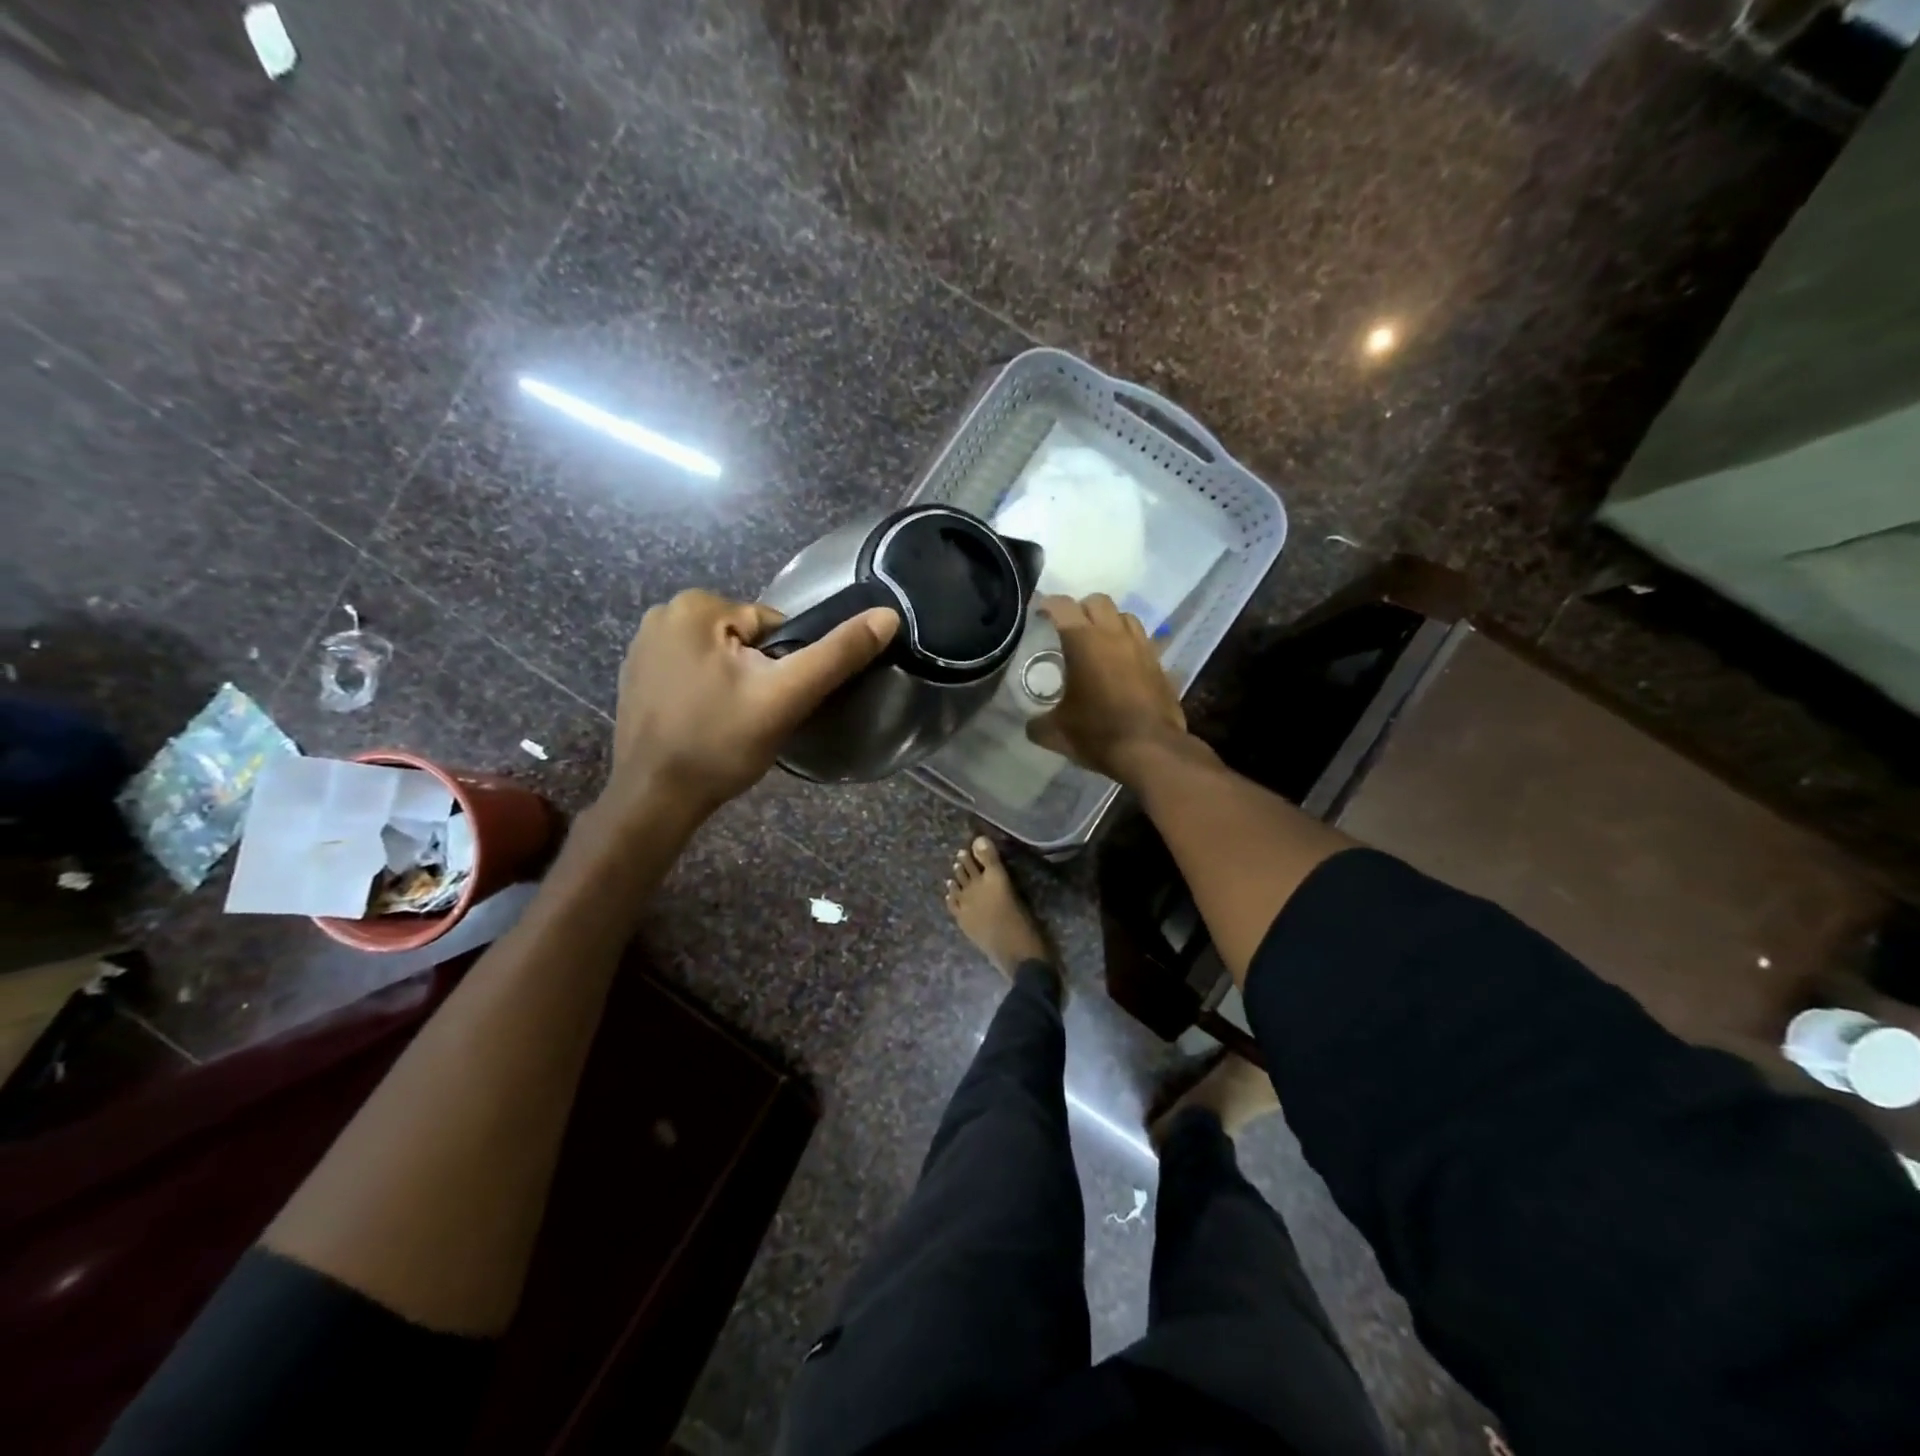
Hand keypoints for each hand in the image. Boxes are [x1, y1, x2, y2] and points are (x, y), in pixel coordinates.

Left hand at [605, 589, 898, 821]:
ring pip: (722, 658)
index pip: (774, 627)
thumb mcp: (787, 696)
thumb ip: (838, 654)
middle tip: (754, 717)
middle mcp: (663, 613)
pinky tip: (704, 725)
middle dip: (759, 675)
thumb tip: (887, 616)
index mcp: (696, 606)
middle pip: (747, 640)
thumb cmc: (720, 743)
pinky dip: (707, 694)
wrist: (654, 799)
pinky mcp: (636, 675)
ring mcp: (643, 645)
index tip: (773, 702)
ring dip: (735, 685)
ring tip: (730, 725)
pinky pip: (694, 673)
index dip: (786, 667)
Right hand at [1026, 594, 1188, 782]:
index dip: (1048, 605)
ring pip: (1125, 616)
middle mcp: (1114, 635)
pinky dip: (1129, 645)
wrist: (1151, 750)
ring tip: (1099, 644)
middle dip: (1081, 609)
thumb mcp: (1056, 733)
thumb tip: (1031, 724)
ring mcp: (1142, 647)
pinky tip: (1122, 666)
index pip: (1062, 605)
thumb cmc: (1098, 734)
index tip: (1039, 615)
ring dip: (1109, 623)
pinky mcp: (1160, 664)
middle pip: (1097, 601)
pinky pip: (1143, 641)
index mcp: (1083, 642)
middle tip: (1069, 630)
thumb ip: (1038, 723)